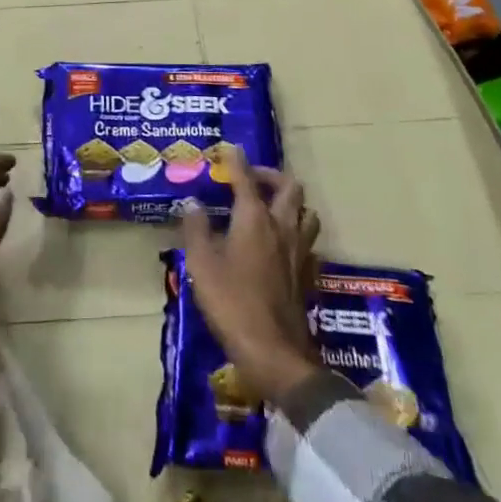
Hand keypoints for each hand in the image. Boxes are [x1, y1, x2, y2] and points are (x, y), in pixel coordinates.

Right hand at [178, 147, 323, 405]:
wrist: (275, 353)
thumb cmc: (232, 303)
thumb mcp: (202, 265)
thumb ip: (196, 229)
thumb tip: (192, 203)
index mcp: (255, 219)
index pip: (246, 179)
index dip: (237, 161)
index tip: (230, 148)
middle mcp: (282, 227)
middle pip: (289, 187)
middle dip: (271, 175)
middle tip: (252, 179)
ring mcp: (300, 252)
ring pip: (306, 212)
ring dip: (291, 203)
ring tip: (271, 208)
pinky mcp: (309, 275)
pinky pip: (309, 242)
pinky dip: (297, 233)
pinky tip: (283, 245)